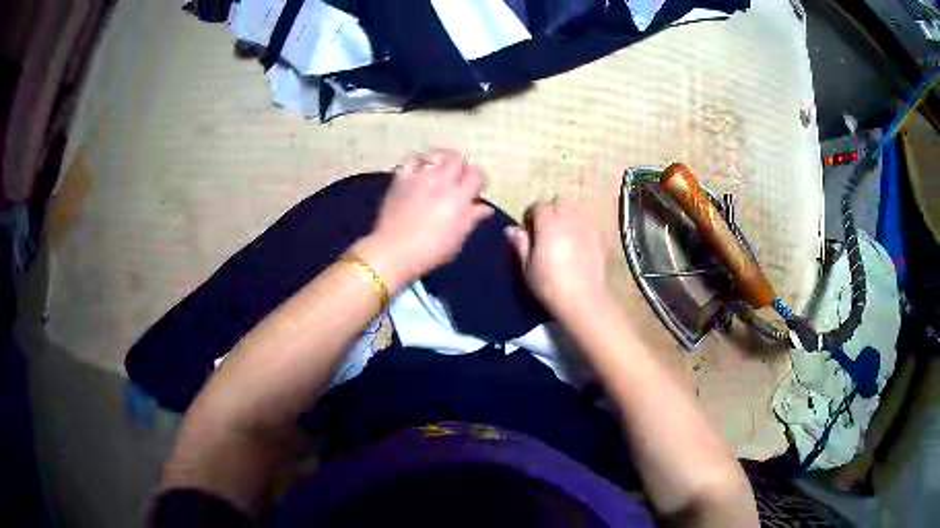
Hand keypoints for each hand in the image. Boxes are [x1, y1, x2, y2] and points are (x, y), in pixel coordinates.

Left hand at [353, 149, 492, 290]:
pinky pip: (413, 159)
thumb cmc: (430, 251)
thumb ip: (472, 219)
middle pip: (457, 160)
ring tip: (441, 170)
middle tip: (458, 180)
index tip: (475, 189)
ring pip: (437, 155)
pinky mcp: (402, 178)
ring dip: (442, 160)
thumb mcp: (457, 239)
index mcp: (459, 198)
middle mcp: (441, 182)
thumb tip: (485, 208)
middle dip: (461, 168)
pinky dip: (420, 160)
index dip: (478, 180)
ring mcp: (420, 177)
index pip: (476, 175)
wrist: (394, 251)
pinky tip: (421, 169)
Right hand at [505, 200, 608, 316]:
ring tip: (564, 235)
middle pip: (560, 203)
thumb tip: (511, 229)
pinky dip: (583, 228)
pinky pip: (590, 224)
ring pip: (577, 210)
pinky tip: (580, 244)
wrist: (582, 300)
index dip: (532, 216)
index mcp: (549, 223)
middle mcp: (569, 218)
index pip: (539, 206)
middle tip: (546, 231)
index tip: (529, 230)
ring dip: (569, 217)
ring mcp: (588, 227)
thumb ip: (520, 245)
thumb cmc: (549, 285)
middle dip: (552, 212)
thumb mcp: (527, 267)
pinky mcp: (601, 238)